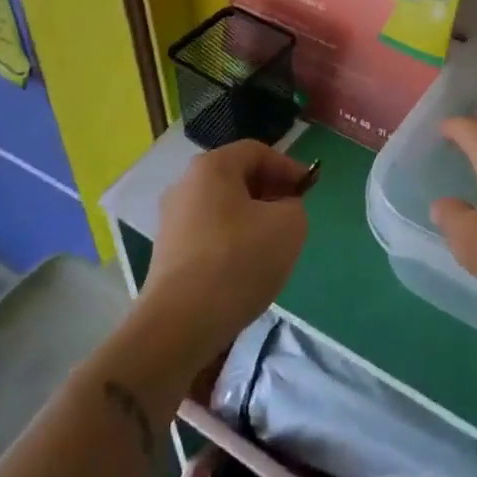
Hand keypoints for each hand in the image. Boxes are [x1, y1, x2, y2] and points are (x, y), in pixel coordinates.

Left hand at [140, 141, 309, 363]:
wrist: (180, 325)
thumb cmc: (238, 261)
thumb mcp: (289, 226)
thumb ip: (294, 206)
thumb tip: (281, 210)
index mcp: (211, 167)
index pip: (257, 151)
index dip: (288, 166)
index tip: (309, 190)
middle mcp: (185, 185)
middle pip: (237, 178)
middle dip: (270, 193)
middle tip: (293, 216)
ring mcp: (171, 221)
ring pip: (223, 209)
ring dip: (252, 220)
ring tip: (273, 247)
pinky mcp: (167, 254)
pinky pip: (209, 235)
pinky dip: (232, 243)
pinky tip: (246, 270)